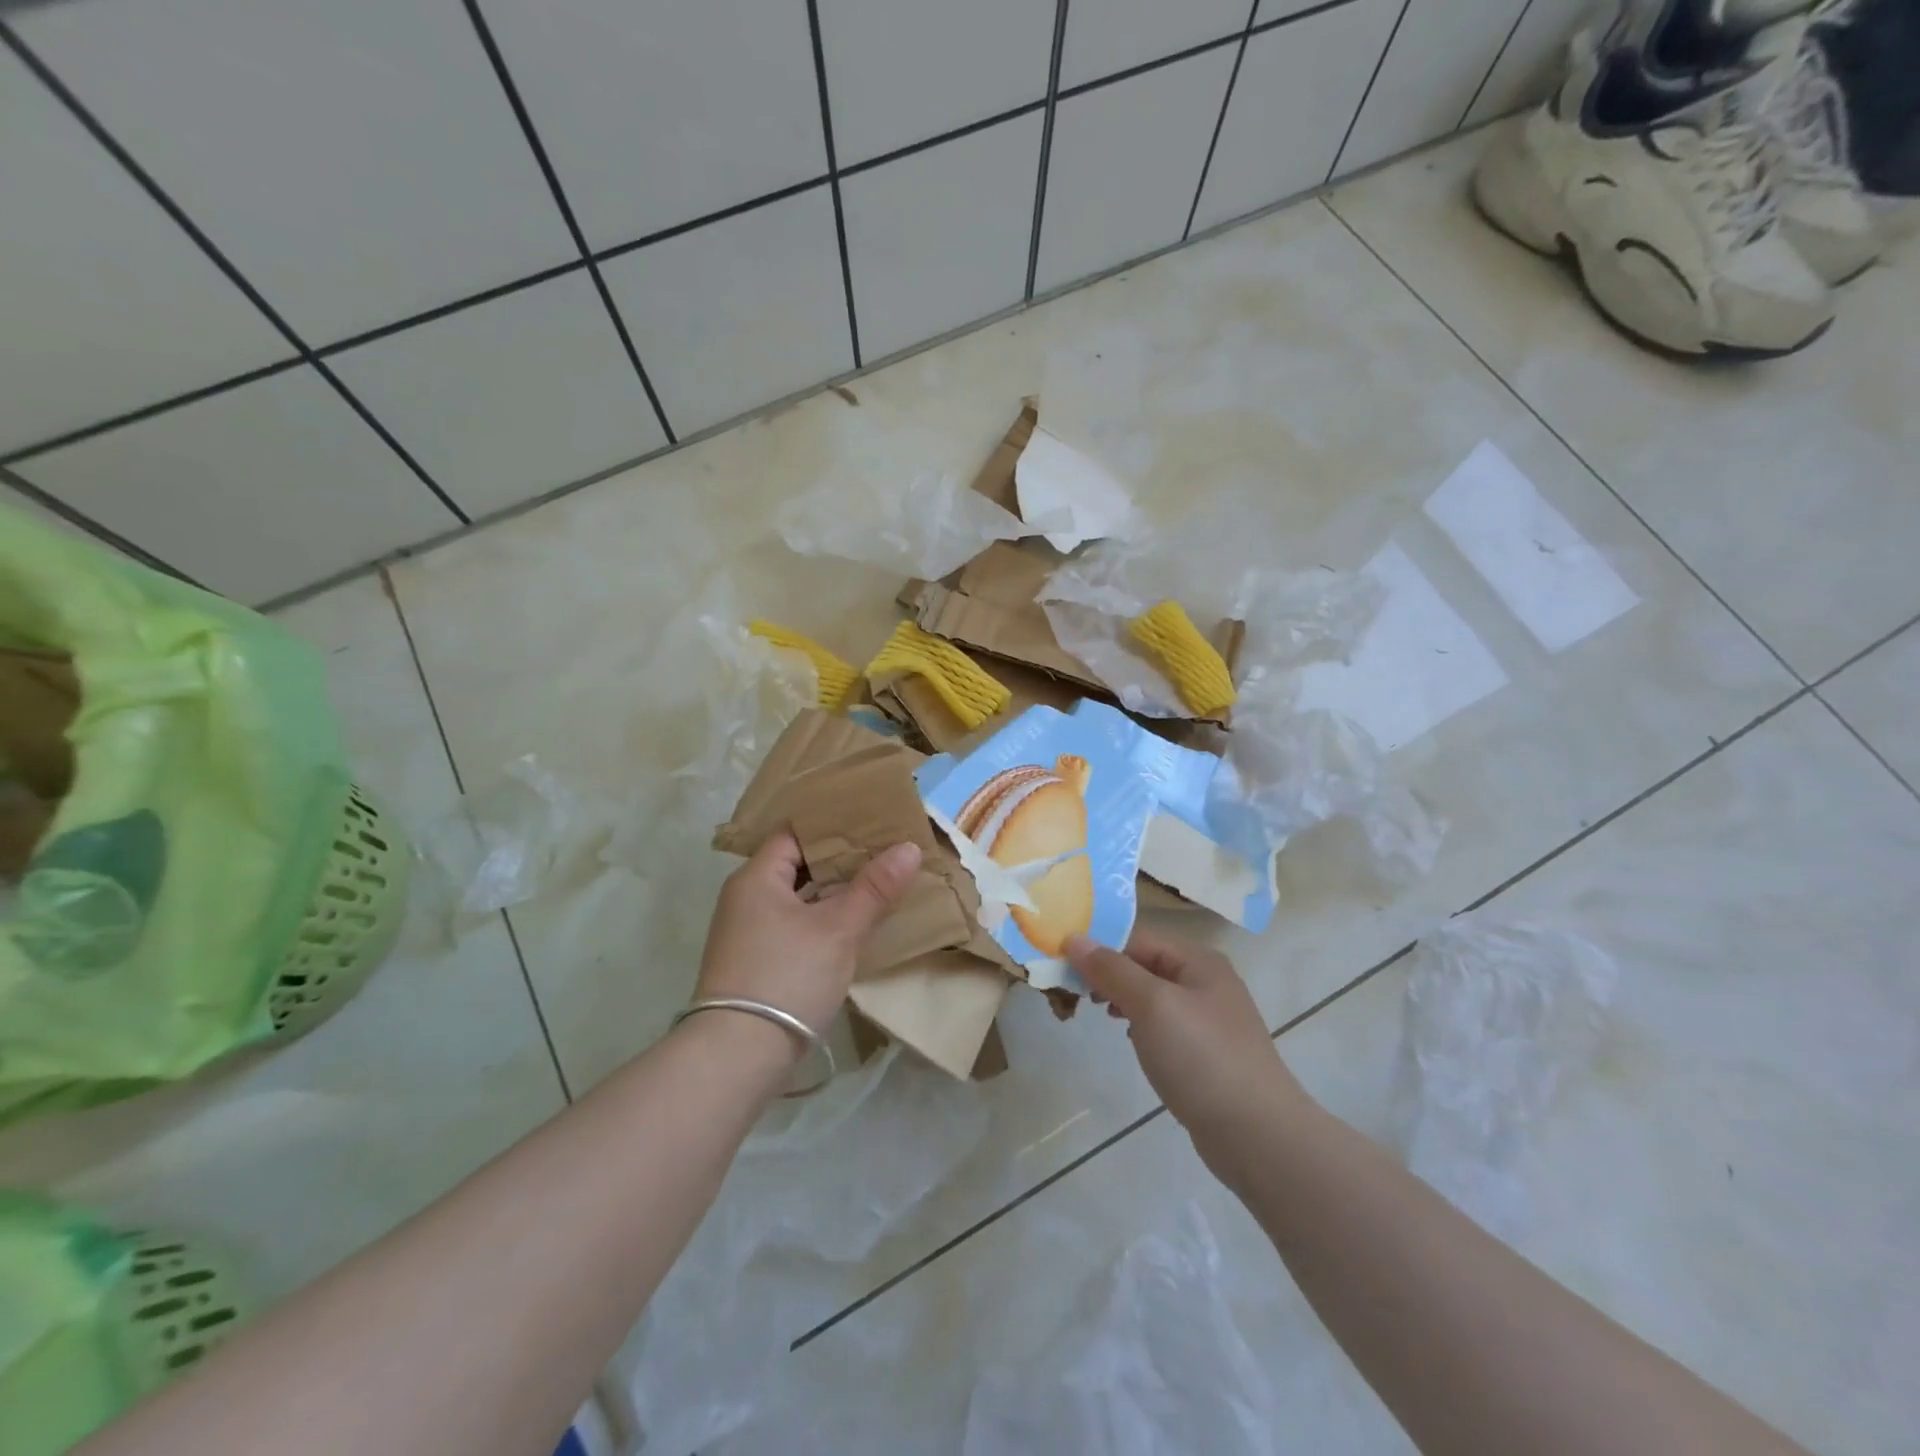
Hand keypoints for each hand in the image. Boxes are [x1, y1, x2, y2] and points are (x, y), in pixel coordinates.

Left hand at [695, 832, 921, 1040]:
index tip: (870, 822)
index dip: (832, 826)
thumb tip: (908, 847)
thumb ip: (874, 888)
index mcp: (756, 878)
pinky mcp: (753, 963)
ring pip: (796, 898)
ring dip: (831, 892)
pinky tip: (850, 926)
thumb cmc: (787, 977)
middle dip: (839, 860)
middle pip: (796, 864)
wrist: (737, 1056)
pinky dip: (819, 919)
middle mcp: (744, 898)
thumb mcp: (838, 929)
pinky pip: (791, 925)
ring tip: (875, 884)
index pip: (794, 833)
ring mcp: (746, 933)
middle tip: (883, 852)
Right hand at [1065, 926, 1304, 1151]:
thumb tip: (1074, 937)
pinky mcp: (1207, 1053)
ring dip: (1121, 999)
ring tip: (1096, 1013)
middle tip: (1073, 993)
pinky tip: (1129, 1040)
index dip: (1098, 948)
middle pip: (1144, 964)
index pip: (1136, 938)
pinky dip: (1139, 1025)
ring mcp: (1209, 1019)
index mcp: (1198, 960)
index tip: (1061, 965)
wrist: (1257, 1135)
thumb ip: (1112, 969)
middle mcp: (1206, 981)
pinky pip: (1163, 1025)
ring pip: (1151, 995)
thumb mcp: (1151, 1005)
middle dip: (1107, 974)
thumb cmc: (1201, 1058)